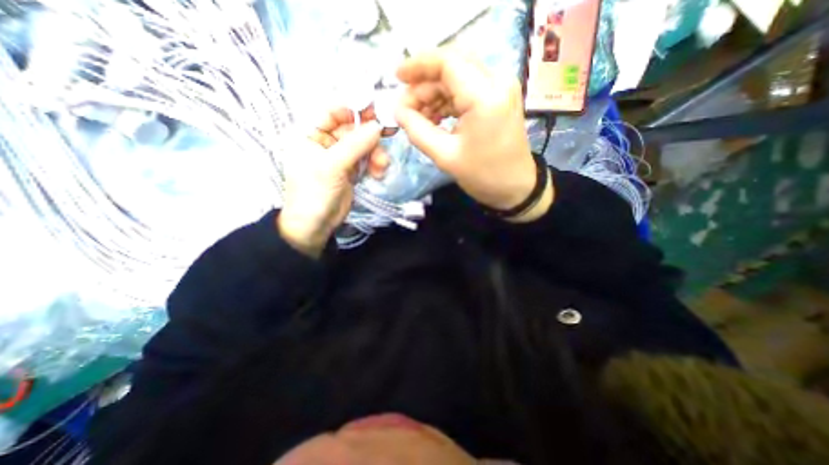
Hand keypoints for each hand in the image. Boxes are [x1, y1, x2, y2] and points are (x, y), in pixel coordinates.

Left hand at [275, 109, 385, 257]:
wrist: (316, 225)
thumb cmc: (314, 193)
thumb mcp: (331, 166)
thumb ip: (355, 145)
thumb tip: (378, 126)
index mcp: (311, 133)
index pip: (333, 111)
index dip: (354, 109)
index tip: (376, 111)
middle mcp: (326, 141)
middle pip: (352, 128)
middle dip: (370, 135)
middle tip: (389, 133)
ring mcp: (340, 156)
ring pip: (363, 145)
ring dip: (375, 153)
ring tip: (381, 166)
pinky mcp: (351, 170)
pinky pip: (367, 160)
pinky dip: (375, 164)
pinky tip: (378, 173)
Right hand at [392, 49, 548, 221]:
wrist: (515, 187)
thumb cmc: (482, 176)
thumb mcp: (445, 156)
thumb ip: (418, 131)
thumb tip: (398, 111)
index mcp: (485, 97)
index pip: (447, 63)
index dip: (418, 65)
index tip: (396, 77)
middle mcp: (497, 82)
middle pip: (452, 66)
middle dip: (424, 84)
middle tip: (406, 108)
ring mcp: (500, 88)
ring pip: (458, 77)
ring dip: (434, 93)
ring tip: (418, 117)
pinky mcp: (499, 98)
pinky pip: (467, 89)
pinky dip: (447, 100)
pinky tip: (435, 118)